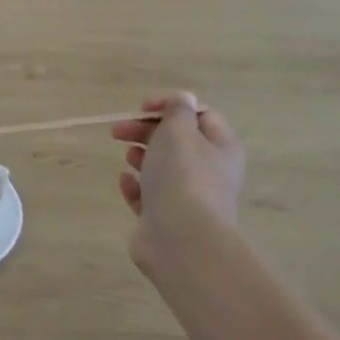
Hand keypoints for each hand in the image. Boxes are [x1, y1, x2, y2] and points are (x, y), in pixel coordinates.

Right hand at [112, 93, 245, 273]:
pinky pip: (149, 197)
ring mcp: (188, 198)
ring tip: (128, 156)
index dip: (171, 107)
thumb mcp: (179, 132)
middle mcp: (209, 172)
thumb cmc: (182, 177)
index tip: (142, 109)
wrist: (180, 239)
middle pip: (178, 142)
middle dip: (148, 132)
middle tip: (118, 131)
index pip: (200, 115)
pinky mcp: (165, 219)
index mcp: (221, 147)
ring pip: (163, 170)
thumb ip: (178, 112)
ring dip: (142, 157)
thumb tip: (183, 100)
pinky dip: (136, 187)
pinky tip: (124, 181)